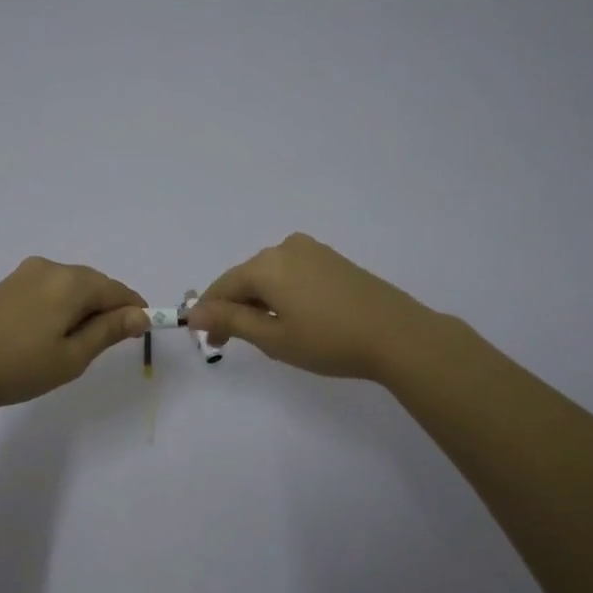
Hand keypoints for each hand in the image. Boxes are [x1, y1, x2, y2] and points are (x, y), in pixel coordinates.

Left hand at [0, 257, 149, 414]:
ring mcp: (25, 274)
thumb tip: (140, 314)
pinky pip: (49, 290)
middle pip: (94, 284)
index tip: (141, 335)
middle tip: (106, 347)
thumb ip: (108, 332)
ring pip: (70, 287)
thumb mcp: (71, 357)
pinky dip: (60, 307)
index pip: (118, 290)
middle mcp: (50, 267)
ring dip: (83, 310)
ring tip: (74, 346)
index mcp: (71, 282)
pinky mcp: (6, 285)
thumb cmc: (16, 366)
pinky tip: (49, 334)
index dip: (135, 311)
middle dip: (108, 309)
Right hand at [187, 233, 442, 382]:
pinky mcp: (333, 260)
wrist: (398, 335)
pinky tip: (297, 319)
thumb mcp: (273, 338)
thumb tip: (195, 312)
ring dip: (261, 303)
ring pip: (271, 276)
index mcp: (266, 264)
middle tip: (238, 345)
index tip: (212, 344)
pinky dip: (284, 295)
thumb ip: (231, 322)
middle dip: (237, 309)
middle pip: (246, 278)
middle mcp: (285, 248)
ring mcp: (313, 251)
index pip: (223, 286)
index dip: (211, 315)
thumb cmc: (329, 340)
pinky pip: (293, 274)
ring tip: (272, 336)